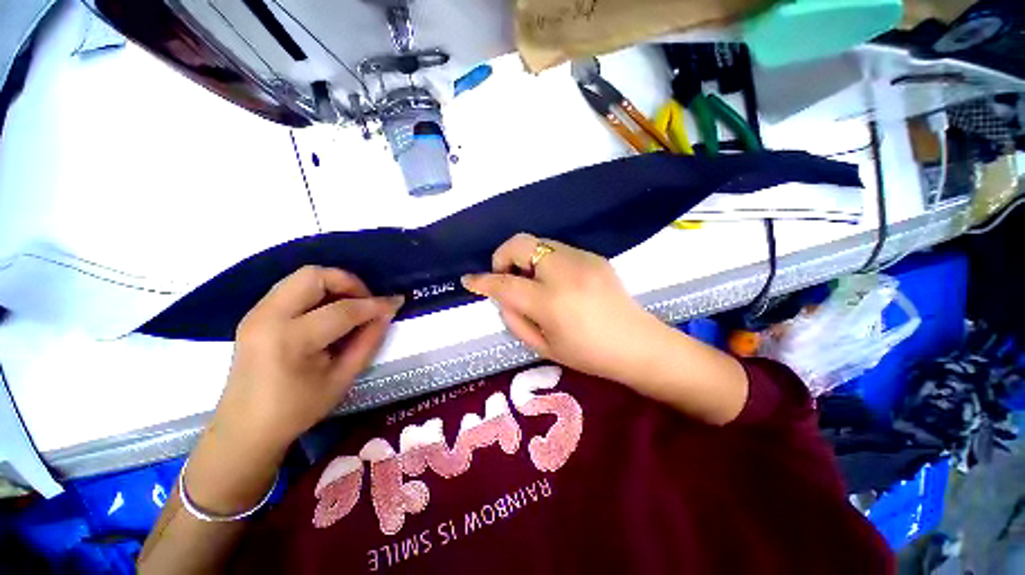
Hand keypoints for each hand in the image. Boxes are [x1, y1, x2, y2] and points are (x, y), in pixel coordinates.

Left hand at [214, 266, 403, 453]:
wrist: (244, 429)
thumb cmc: (297, 410)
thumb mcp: (342, 379)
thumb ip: (368, 341)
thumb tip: (386, 313)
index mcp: (290, 340)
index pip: (342, 310)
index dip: (374, 304)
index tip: (395, 303)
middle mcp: (268, 317)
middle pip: (314, 275)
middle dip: (349, 282)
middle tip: (366, 302)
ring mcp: (257, 313)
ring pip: (302, 277)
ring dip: (333, 285)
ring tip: (350, 307)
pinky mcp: (255, 314)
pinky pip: (292, 288)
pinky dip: (318, 292)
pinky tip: (329, 313)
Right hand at [461, 233, 668, 384]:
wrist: (638, 344)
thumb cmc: (589, 355)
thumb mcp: (544, 347)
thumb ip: (515, 319)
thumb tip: (502, 297)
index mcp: (550, 301)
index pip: (505, 284)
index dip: (482, 281)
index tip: (469, 280)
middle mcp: (564, 272)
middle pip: (520, 244)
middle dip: (502, 256)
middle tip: (506, 278)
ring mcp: (582, 259)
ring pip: (539, 243)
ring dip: (525, 259)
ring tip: (532, 283)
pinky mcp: (594, 256)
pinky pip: (557, 250)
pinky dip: (545, 261)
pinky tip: (555, 282)